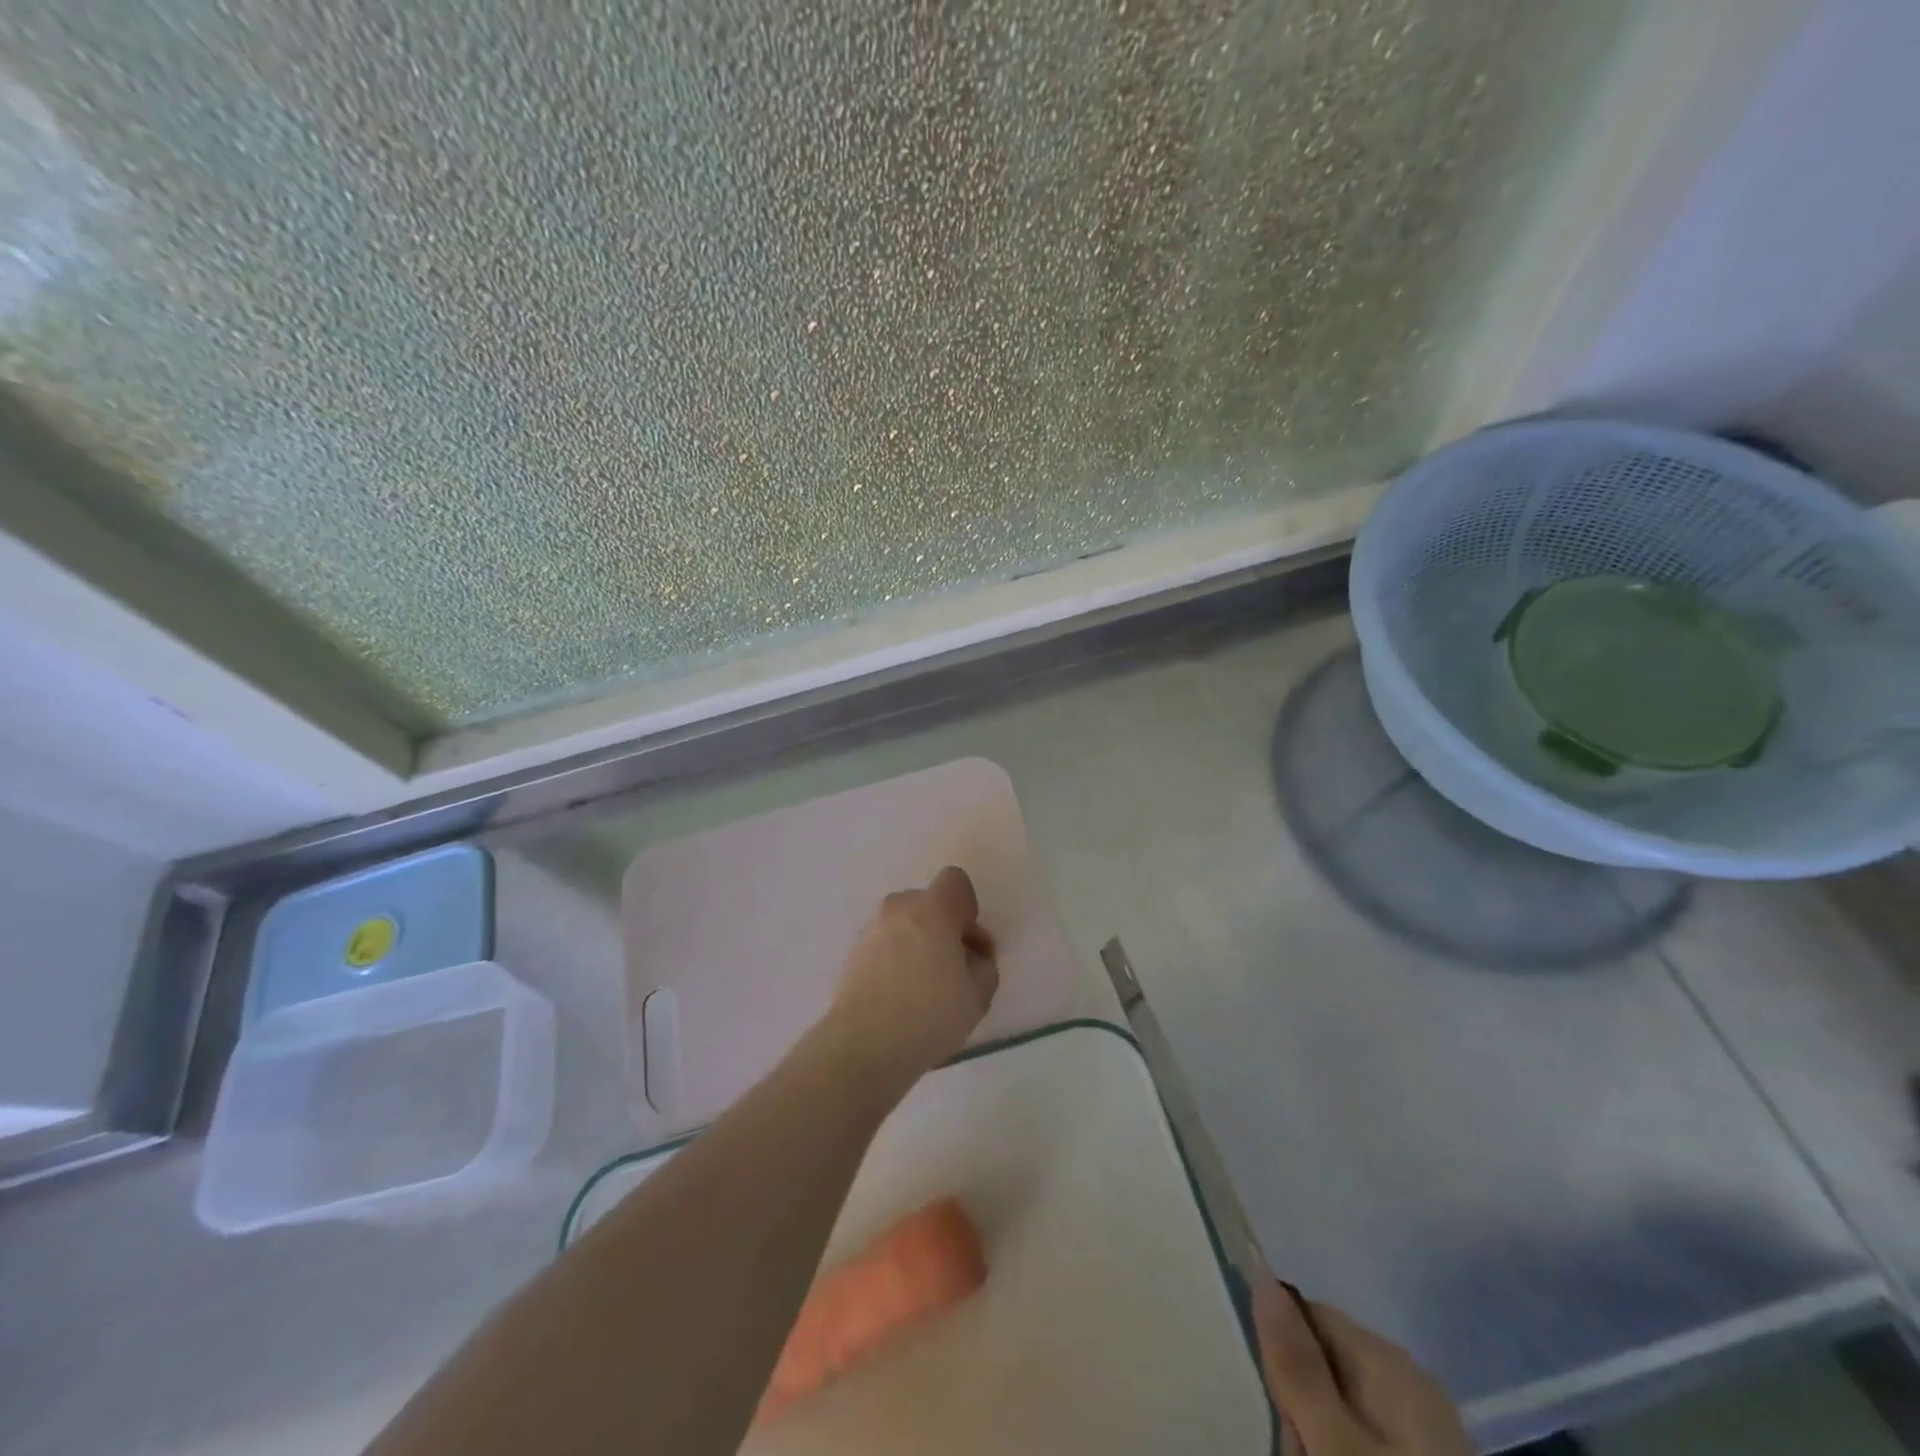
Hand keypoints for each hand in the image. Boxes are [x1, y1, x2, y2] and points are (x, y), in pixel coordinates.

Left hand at [821, 867, 999, 1094]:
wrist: (864, 1045)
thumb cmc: (930, 1014)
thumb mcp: (979, 993)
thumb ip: (983, 963)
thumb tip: (969, 954)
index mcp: (932, 908)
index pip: (955, 881)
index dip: (967, 909)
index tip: (968, 944)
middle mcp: (898, 909)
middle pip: (928, 903)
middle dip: (943, 927)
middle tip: (952, 969)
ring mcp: (871, 929)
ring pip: (905, 925)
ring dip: (918, 943)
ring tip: (924, 988)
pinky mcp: (853, 954)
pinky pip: (885, 945)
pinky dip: (896, 960)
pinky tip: (901, 997)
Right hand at [1252, 1278, 1472, 1455]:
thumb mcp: (1337, 1448)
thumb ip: (1298, 1366)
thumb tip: (1261, 1277)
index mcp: (1392, 1365)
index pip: (1310, 1317)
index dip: (1283, 1355)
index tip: (1281, 1409)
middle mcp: (1412, 1387)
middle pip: (1325, 1366)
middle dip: (1302, 1413)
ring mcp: (1427, 1436)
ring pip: (1341, 1414)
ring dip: (1320, 1444)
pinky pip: (1366, 1444)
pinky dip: (1344, 1455)